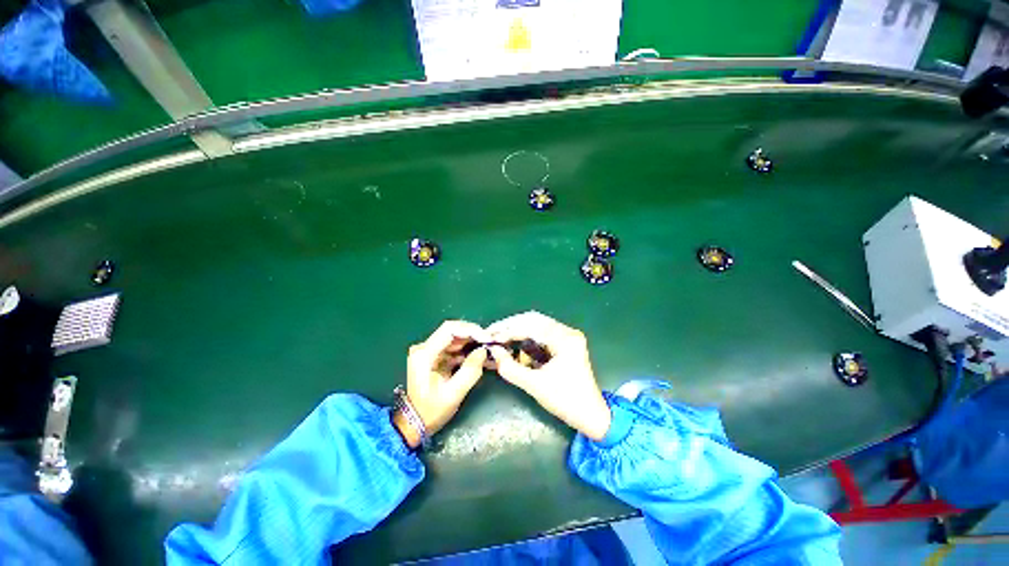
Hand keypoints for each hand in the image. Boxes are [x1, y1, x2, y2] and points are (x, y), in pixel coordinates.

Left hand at [395, 321, 490, 448]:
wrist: (415, 423)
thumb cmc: (432, 410)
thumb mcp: (454, 393)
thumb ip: (470, 370)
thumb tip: (484, 351)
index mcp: (424, 354)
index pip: (449, 330)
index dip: (470, 330)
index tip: (486, 338)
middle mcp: (424, 347)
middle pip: (452, 331)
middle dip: (473, 335)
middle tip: (490, 342)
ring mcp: (429, 351)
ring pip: (455, 338)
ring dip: (472, 342)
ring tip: (488, 348)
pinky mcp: (435, 356)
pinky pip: (454, 347)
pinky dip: (468, 350)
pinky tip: (480, 355)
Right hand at [487, 312, 611, 440]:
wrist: (591, 415)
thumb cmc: (566, 401)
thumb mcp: (535, 385)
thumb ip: (511, 368)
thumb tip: (494, 352)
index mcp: (565, 339)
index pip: (531, 326)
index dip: (508, 331)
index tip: (490, 337)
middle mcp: (567, 332)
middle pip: (533, 320)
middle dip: (511, 326)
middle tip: (492, 333)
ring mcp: (567, 336)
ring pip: (536, 325)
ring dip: (517, 330)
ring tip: (499, 337)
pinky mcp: (564, 343)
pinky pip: (541, 334)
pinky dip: (525, 337)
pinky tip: (513, 342)